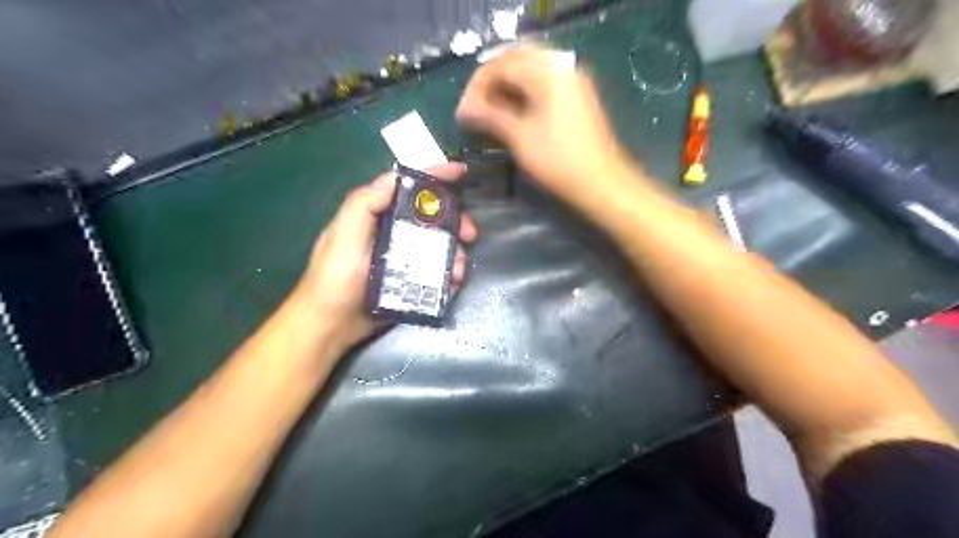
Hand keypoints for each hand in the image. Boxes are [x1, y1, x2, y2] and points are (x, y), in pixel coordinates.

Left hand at [295, 162, 476, 350]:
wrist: (330, 327)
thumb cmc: (333, 279)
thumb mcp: (342, 237)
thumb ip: (363, 205)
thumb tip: (395, 179)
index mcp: (377, 215)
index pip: (407, 186)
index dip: (434, 175)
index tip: (460, 172)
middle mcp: (393, 231)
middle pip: (431, 216)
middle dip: (455, 220)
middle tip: (470, 234)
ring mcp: (403, 257)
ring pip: (439, 244)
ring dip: (455, 252)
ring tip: (458, 270)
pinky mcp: (410, 279)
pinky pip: (437, 269)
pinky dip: (450, 273)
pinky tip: (454, 282)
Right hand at [455, 43, 630, 200]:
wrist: (600, 181)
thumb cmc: (558, 160)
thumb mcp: (519, 137)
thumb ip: (490, 115)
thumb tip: (463, 108)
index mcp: (547, 72)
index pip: (503, 64)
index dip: (478, 84)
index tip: (463, 108)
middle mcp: (561, 67)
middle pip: (517, 60)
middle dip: (492, 80)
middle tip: (475, 104)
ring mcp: (572, 80)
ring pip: (531, 70)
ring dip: (507, 85)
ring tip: (489, 109)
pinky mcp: (576, 95)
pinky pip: (543, 82)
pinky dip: (524, 91)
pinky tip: (511, 109)